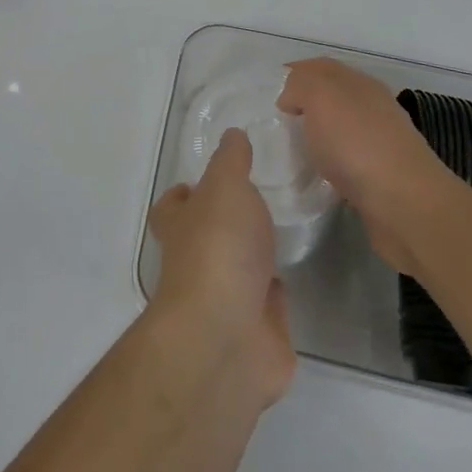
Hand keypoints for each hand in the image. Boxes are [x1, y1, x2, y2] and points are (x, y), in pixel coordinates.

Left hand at [147, 130, 295, 406]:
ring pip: (239, 271)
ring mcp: (225, 300)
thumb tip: (232, 135)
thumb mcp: (225, 187)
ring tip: (286, 229)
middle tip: (262, 200)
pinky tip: (298, 270)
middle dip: (227, 223)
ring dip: (255, 257)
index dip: (185, 193)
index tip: (211, 179)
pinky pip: (268, 304)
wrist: (228, 336)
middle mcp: (197, 262)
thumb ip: (231, 161)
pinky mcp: (257, 331)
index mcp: (180, 227)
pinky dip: (278, 292)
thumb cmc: (218, 248)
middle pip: (206, 237)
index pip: (172, 207)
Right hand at [276, 58, 447, 274]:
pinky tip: (314, 176)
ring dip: (316, 136)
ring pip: (339, 129)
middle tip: (273, 122)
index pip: (321, 66)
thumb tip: (291, 98)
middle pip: (332, 96)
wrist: (406, 205)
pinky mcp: (380, 178)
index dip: (294, 73)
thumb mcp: (320, 97)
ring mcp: (380, 143)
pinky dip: (328, 163)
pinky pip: (346, 161)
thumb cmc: (358, 144)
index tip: (268, 92)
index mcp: (359, 83)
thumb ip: (300, 85)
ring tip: (288, 150)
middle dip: (303, 104)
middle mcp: (372, 107)